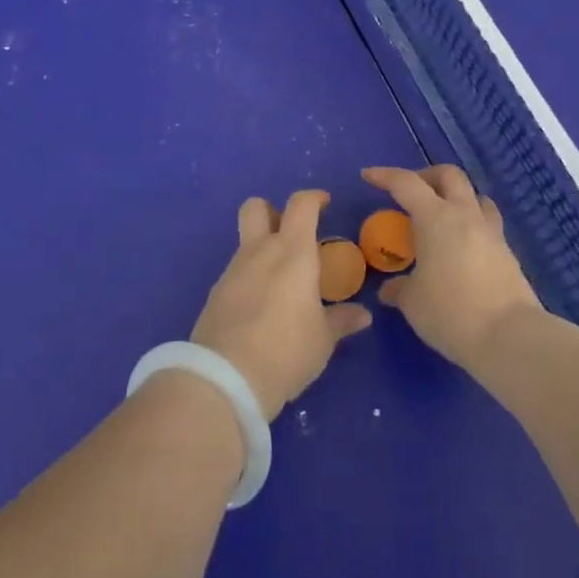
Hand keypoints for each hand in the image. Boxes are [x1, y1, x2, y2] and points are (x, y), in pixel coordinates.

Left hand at [190, 189, 372, 420]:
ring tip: (282, 281)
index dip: (314, 198)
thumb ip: (341, 320)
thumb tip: (362, 314)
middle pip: (256, 207)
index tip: (325, 204)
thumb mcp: (323, 340)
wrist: (225, 379)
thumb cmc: (286, 351)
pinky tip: (261, 306)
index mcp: (292, 252)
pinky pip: (236, 271)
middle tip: (292, 233)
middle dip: (273, 210)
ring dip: (262, 248)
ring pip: (245, 241)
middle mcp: (259, 252)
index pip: (301, 205)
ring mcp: (233, 271)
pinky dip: (250, 277)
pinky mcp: (216, 293)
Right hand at [363, 165, 543, 371]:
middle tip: (411, 194)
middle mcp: (465, 215)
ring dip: (455, 197)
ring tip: (441, 218)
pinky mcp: (508, 253)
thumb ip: (398, 289)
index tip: (368, 176)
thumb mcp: (412, 302)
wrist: (510, 337)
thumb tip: (389, 289)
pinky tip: (461, 247)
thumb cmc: (451, 312)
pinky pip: (487, 223)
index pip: (406, 183)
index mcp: (435, 218)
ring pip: (475, 196)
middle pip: (449, 175)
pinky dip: (471, 224)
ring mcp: (491, 232)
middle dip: (427, 176)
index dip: (384, 176)